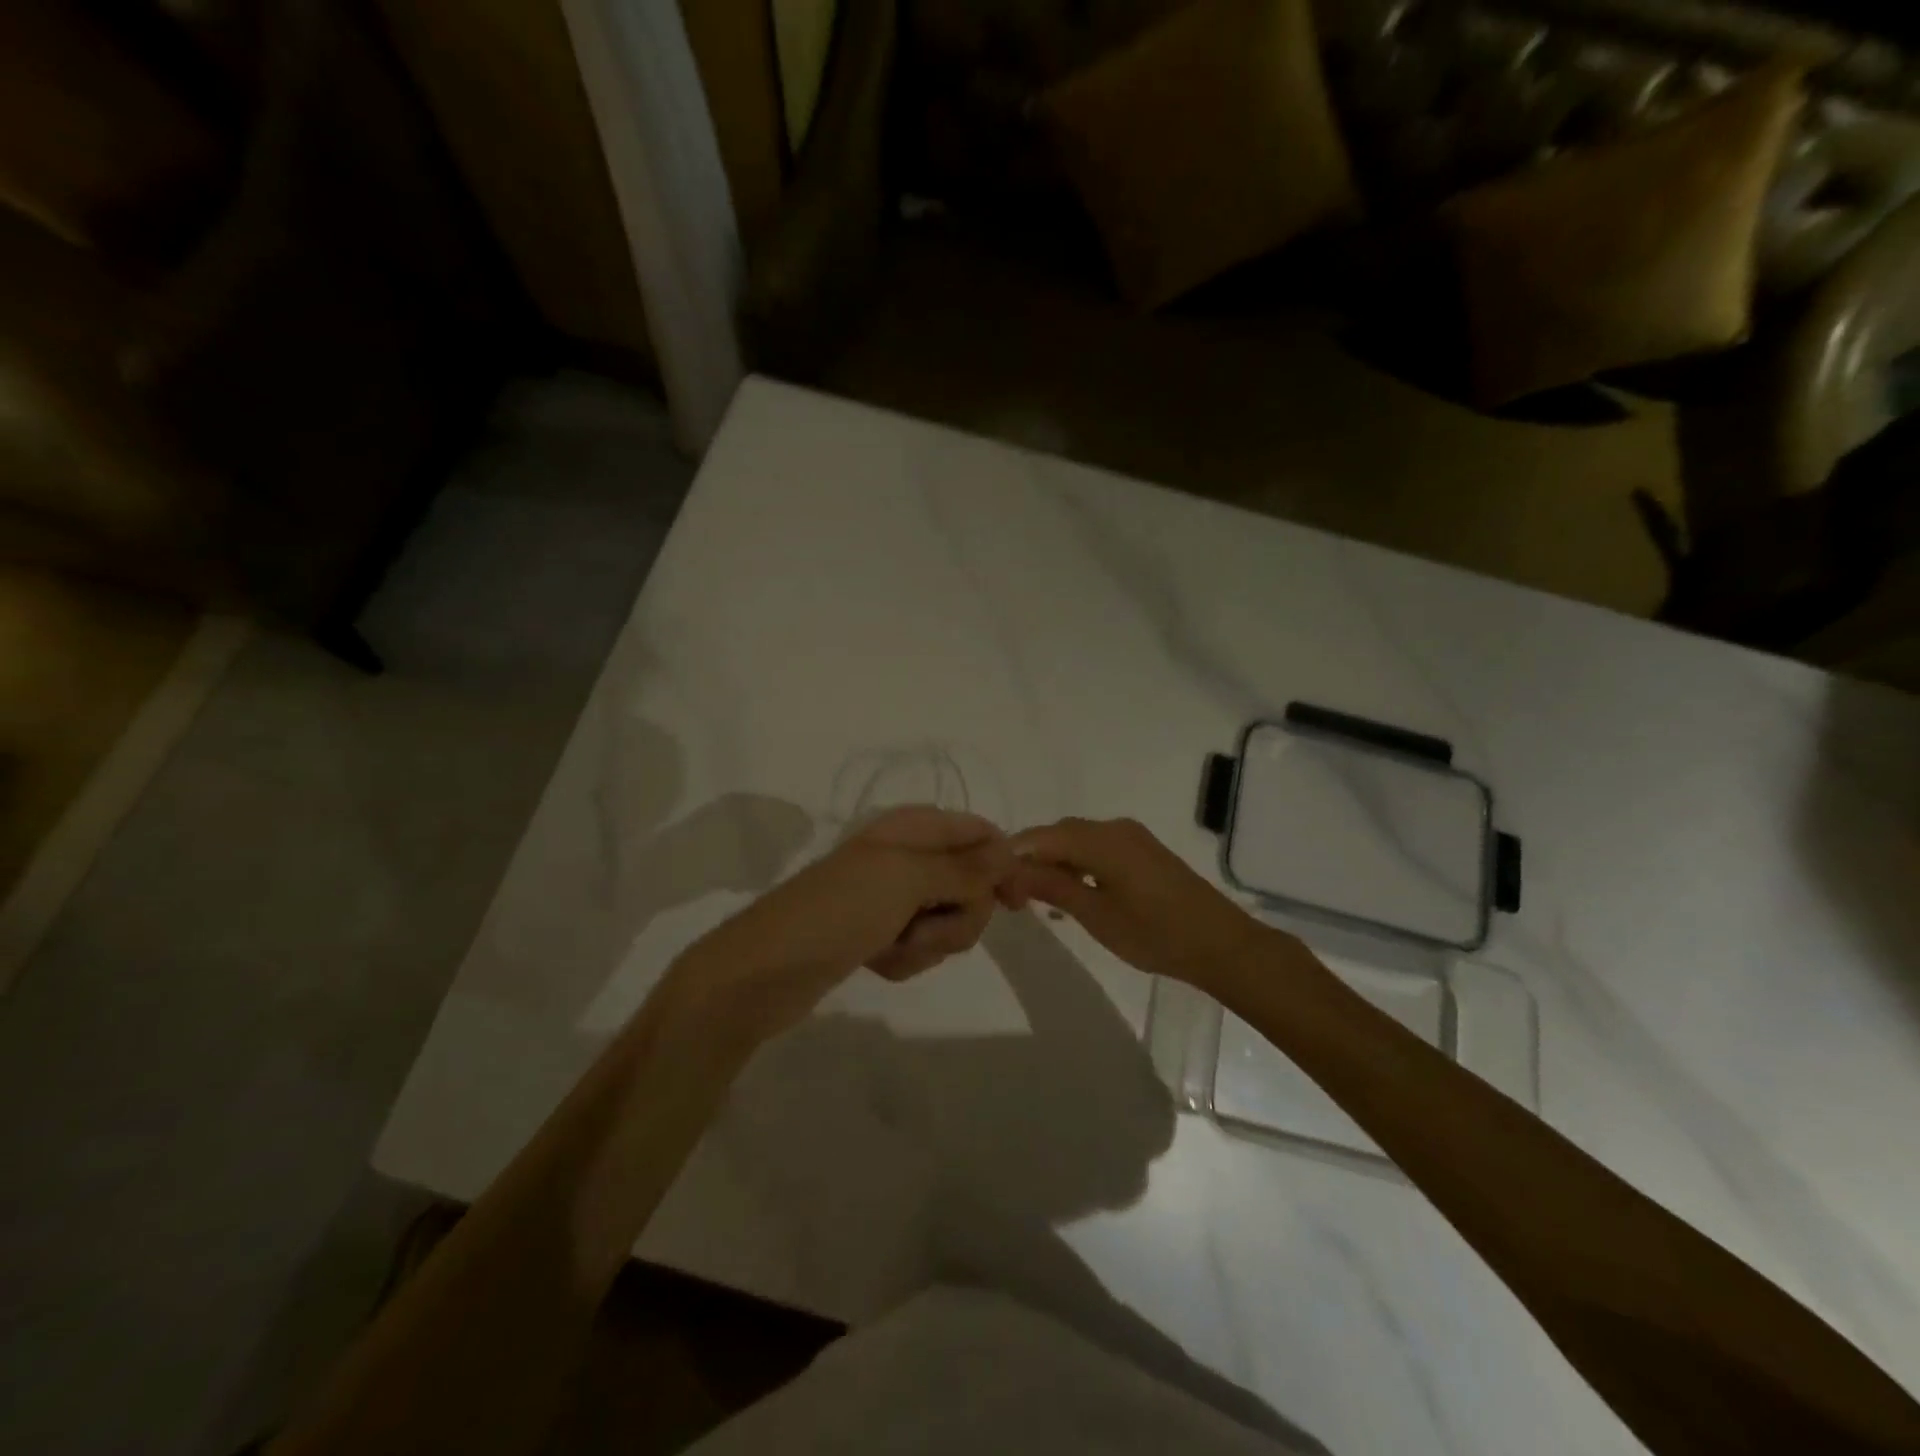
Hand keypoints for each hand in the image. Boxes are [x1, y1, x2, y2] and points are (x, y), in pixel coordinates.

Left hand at [664, 806, 1011, 1045]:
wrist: (763, 973)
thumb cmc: (838, 911)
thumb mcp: (906, 879)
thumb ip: (964, 868)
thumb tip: (1012, 849)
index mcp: (912, 828)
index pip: (980, 833)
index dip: (1002, 864)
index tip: (1016, 904)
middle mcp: (907, 856)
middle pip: (971, 884)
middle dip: (957, 916)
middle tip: (923, 927)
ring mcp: (892, 897)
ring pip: (949, 920)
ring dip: (928, 943)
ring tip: (891, 947)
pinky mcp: (881, 934)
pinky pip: (921, 946)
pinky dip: (906, 958)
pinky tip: (877, 962)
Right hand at [1002, 817, 1277, 989]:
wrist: (1221, 944)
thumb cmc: (1156, 933)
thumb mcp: (1096, 915)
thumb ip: (1052, 888)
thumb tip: (1011, 871)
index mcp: (1101, 839)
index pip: (1041, 837)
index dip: (1014, 857)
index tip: (996, 887)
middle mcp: (1114, 828)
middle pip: (1058, 834)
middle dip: (1031, 859)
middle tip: (1013, 897)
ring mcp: (1131, 837)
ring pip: (1077, 840)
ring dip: (1054, 862)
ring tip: (1037, 898)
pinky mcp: (1143, 851)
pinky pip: (1097, 848)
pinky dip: (1077, 864)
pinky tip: (1072, 892)